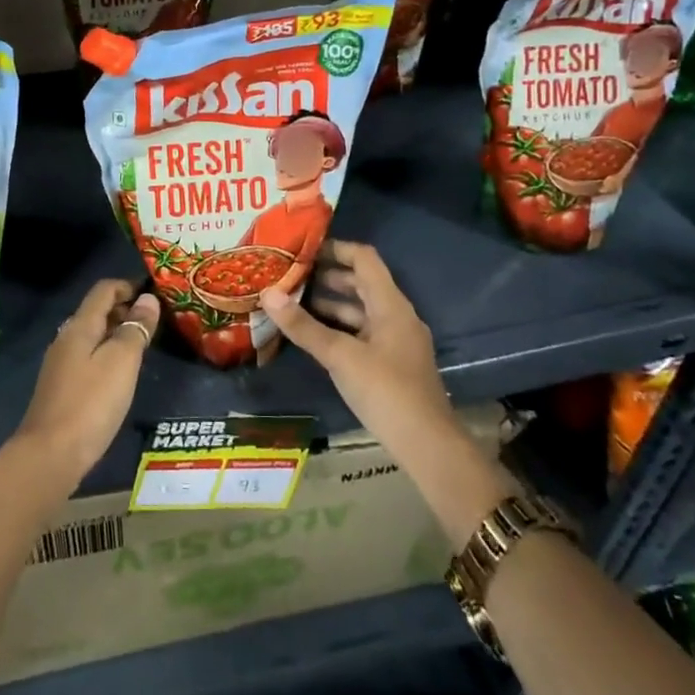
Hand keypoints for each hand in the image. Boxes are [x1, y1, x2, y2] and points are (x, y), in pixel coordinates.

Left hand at [11, 280, 159, 492]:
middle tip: (154, 322)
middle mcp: (66, 339)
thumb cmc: (91, 403)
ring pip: (92, 336)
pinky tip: (120, 376)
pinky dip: (106, 355)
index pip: (103, 290)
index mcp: (79, 326)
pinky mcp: (61, 389)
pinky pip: (87, 358)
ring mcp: (60, 365)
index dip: (128, 286)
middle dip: (124, 309)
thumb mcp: (121, 362)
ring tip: (142, 347)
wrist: (50, 456)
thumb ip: (135, 328)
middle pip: (96, 312)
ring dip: (116, 334)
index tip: (154, 294)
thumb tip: (148, 298)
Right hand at [260, 241, 459, 464]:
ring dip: (330, 303)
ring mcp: (395, 341)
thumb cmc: (386, 391)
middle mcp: (396, 315)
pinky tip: (313, 335)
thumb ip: (304, 326)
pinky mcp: (391, 363)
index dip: (335, 248)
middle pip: (361, 283)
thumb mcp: (340, 356)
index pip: (364, 259)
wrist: (427, 445)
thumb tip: (268, 294)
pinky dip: (338, 328)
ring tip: (293, 302)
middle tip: (290, 275)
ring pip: (360, 310)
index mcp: (391, 304)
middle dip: (326, 276)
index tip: (302, 249)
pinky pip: (361, 332)